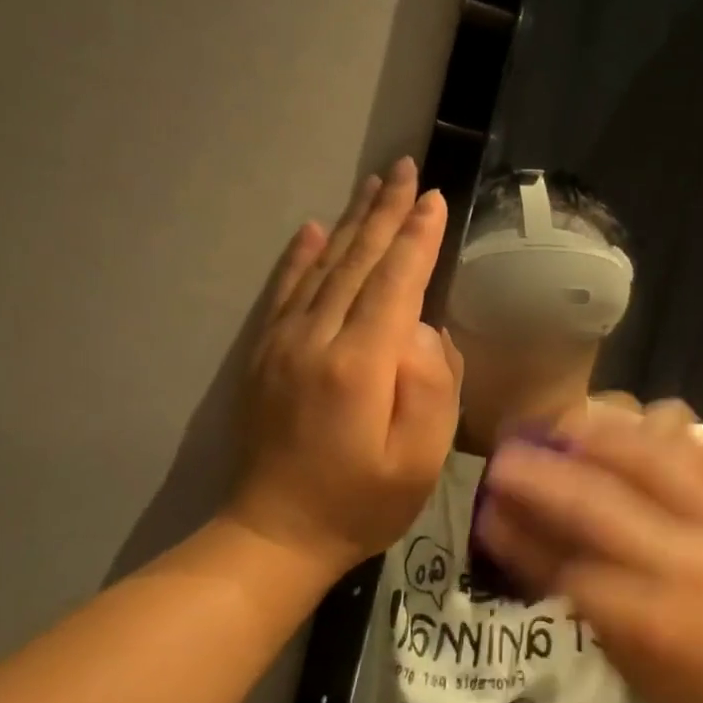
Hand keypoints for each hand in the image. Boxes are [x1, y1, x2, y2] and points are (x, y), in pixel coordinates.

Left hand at [227, 158, 463, 574]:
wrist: (276, 534)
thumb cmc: (362, 503)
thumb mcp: (419, 459)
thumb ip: (432, 387)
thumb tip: (424, 330)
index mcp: (360, 364)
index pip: (395, 283)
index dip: (418, 238)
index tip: (436, 198)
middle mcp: (317, 339)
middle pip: (357, 261)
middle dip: (386, 212)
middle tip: (406, 168)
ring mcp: (284, 343)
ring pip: (323, 266)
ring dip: (351, 222)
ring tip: (373, 184)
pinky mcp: (266, 354)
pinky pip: (285, 291)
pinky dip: (301, 255)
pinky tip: (311, 229)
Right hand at [475, 404, 702, 702]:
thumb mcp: (645, 677)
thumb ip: (592, 612)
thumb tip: (539, 558)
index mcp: (653, 624)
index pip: (567, 567)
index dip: (521, 537)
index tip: (488, 513)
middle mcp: (686, 565)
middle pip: (597, 502)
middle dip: (541, 474)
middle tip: (507, 454)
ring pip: (654, 460)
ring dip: (602, 436)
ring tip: (569, 423)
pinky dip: (668, 436)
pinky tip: (640, 424)